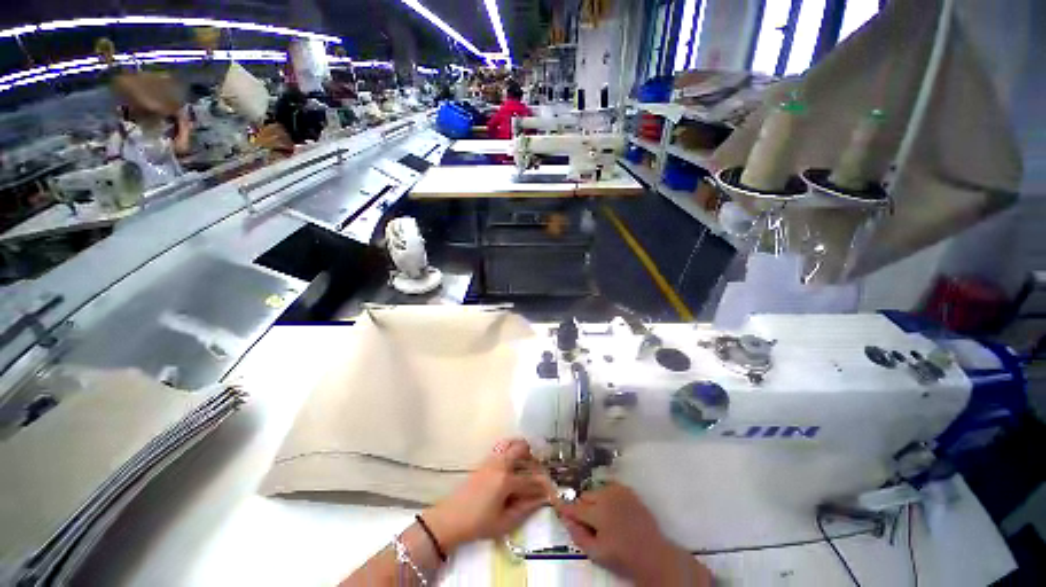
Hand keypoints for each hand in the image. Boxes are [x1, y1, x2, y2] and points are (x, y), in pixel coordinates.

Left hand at [423, 439, 552, 552]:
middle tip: (538, 474)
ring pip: (511, 444)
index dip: (544, 486)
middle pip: (522, 448)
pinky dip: (512, 450)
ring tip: (527, 467)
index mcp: (507, 480)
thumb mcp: (504, 523)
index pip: (531, 480)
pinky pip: (502, 448)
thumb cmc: (478, 524)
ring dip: (522, 451)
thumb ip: (525, 509)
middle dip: (534, 458)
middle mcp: (501, 464)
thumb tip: (542, 499)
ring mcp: (492, 460)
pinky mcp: (485, 461)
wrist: (450, 518)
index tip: (552, 491)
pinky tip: (513, 466)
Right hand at [555, 483, 711, 586]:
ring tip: (602, 518)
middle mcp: (606, 495)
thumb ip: (578, 535)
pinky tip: (613, 510)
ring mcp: (618, 490)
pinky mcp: (628, 490)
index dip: (566, 509)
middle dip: (583, 508)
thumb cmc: (623, 556)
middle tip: (589, 523)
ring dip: (595, 501)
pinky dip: (607, 497)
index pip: (575, 507)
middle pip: (585, 496)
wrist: (653, 554)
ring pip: (596, 491)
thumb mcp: (596, 553)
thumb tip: (564, 519)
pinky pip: (610, 488)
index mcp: (598, 511)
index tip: (559, 510)